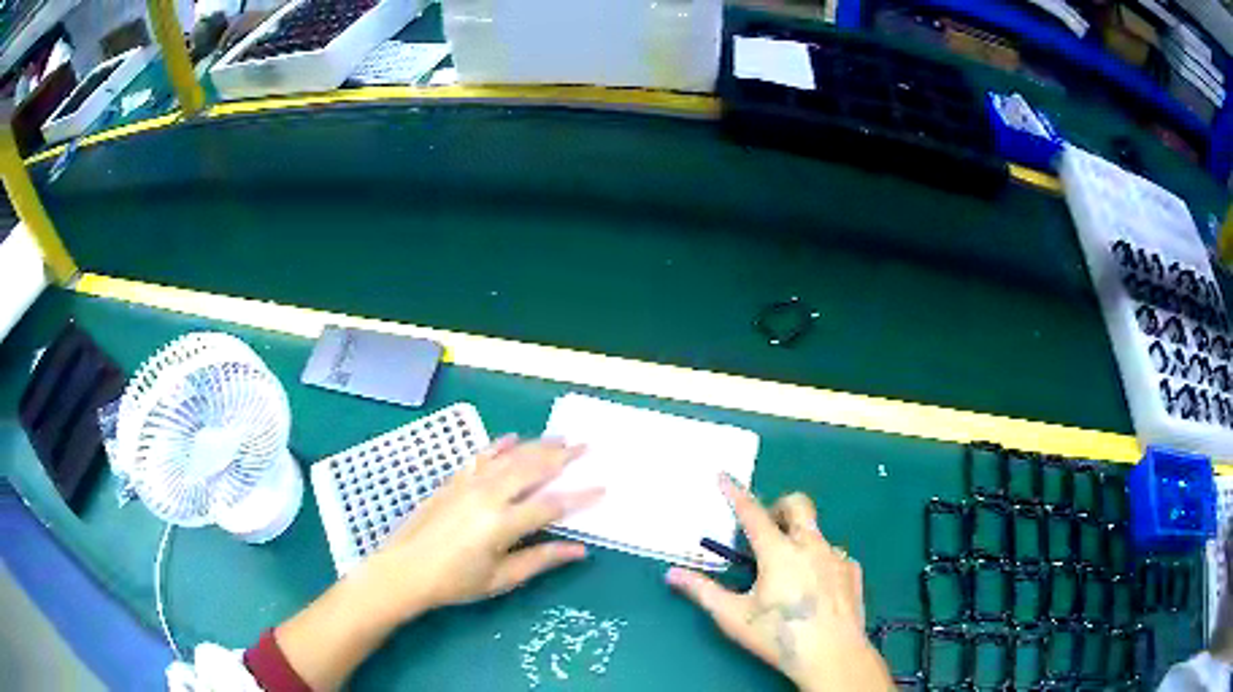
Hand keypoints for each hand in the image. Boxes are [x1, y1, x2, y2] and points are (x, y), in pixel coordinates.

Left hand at [358, 435, 603, 622]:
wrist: (404, 570)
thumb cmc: (455, 582)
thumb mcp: (501, 579)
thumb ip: (541, 560)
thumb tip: (580, 550)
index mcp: (502, 524)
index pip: (551, 504)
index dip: (579, 496)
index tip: (602, 487)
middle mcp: (487, 496)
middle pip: (532, 469)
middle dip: (562, 457)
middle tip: (586, 445)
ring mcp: (468, 485)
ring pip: (509, 458)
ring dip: (536, 446)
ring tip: (560, 438)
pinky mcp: (453, 482)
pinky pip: (480, 457)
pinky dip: (498, 446)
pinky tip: (512, 438)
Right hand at [666, 476, 891, 691]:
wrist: (832, 654)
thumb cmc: (778, 636)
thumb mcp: (733, 617)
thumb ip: (702, 591)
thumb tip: (672, 573)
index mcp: (778, 552)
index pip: (753, 513)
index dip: (736, 493)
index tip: (724, 476)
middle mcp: (810, 545)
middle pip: (798, 504)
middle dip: (780, 506)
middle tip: (767, 530)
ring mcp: (836, 556)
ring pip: (817, 534)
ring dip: (801, 541)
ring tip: (791, 574)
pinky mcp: (853, 571)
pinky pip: (834, 556)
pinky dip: (821, 563)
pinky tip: (816, 590)